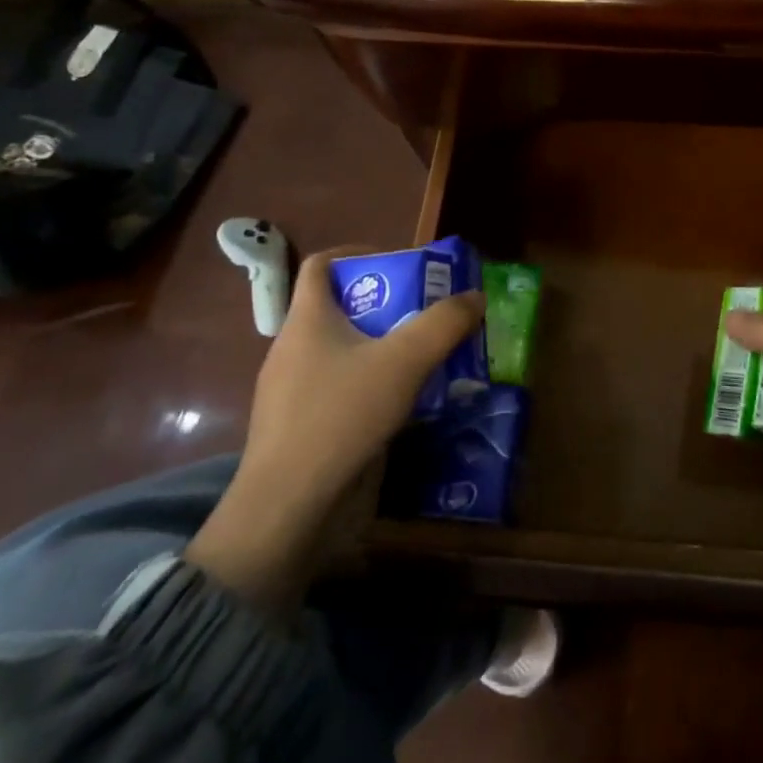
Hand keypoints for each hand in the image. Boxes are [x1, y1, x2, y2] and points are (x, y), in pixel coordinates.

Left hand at [187, 248, 483, 613]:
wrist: (288, 509)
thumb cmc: (341, 416)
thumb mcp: (405, 361)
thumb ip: (444, 323)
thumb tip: (474, 296)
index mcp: (307, 321)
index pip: (322, 265)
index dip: (359, 253)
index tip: (399, 263)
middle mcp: (293, 349)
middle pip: (342, 308)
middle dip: (389, 305)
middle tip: (430, 314)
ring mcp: (292, 392)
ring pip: (344, 352)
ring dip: (384, 347)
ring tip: (427, 359)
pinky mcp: (301, 428)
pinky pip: (341, 389)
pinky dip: (372, 384)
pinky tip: (404, 404)